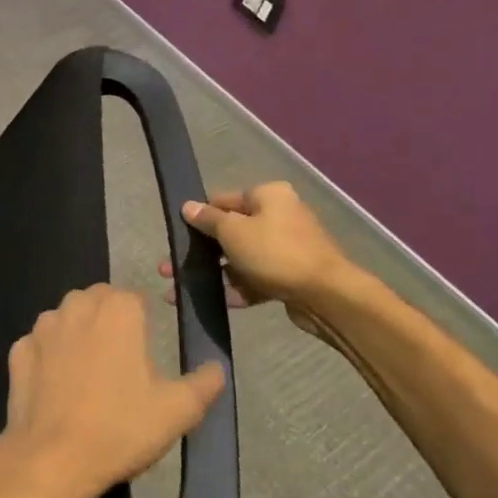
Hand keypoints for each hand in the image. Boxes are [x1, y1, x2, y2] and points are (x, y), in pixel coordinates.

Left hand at [0, 284, 225, 497]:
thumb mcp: (178, 411)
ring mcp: (42, 327)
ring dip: (78, 335)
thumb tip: (217, 367)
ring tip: (90, 376)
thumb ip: (203, 383)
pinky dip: (49, 358)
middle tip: (121, 363)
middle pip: (98, 301)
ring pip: (66, 318)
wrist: (53, 459)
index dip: (143, 322)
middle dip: (109, 322)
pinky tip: (59, 388)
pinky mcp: (18, 350)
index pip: (135, 298)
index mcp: (118, 310)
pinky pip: (40, 345)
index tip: (147, 351)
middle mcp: (77, 306)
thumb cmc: (120, 428)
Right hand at [157, 182, 353, 309]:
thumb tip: (188, 206)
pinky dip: (237, 289)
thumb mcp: (233, 231)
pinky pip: (255, 279)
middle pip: (230, 232)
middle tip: (169, 269)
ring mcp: (286, 248)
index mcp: (268, 196)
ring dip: (213, 274)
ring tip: (180, 291)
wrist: (327, 296)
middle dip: (199, 253)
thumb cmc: (275, 252)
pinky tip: (216, 302)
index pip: (223, 200)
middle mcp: (279, 216)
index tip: (177, 235)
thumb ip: (208, 219)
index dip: (198, 217)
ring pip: (240, 259)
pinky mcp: (289, 276)